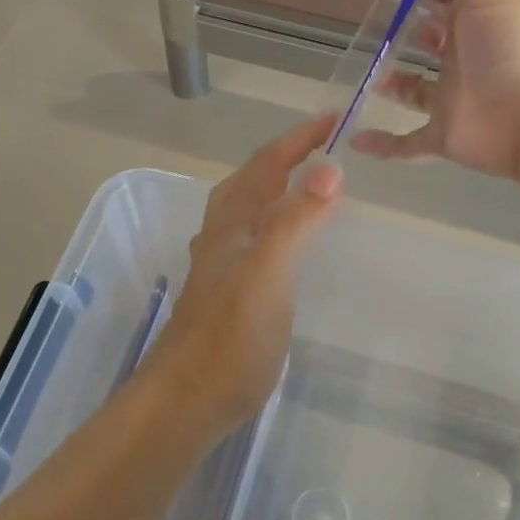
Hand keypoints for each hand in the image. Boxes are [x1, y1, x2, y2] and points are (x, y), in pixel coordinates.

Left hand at [142, 113, 342, 437]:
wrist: (185, 401)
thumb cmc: (228, 339)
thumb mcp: (267, 274)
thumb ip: (295, 221)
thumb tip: (329, 168)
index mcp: (232, 224)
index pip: (267, 165)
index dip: (298, 139)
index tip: (334, 117)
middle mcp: (222, 237)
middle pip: (251, 182)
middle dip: (285, 156)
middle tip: (324, 144)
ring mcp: (220, 267)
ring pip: (247, 211)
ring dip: (274, 187)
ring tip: (306, 182)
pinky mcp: (227, 294)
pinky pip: (253, 241)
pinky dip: (273, 224)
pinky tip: (283, 243)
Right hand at [351, 0, 519, 180]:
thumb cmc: (511, 43)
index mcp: (475, 14)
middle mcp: (462, 53)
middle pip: (430, 38)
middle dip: (407, 29)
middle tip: (371, 23)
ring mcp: (450, 96)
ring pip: (415, 89)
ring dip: (392, 82)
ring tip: (362, 71)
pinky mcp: (442, 134)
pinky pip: (406, 142)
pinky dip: (382, 144)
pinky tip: (354, 137)